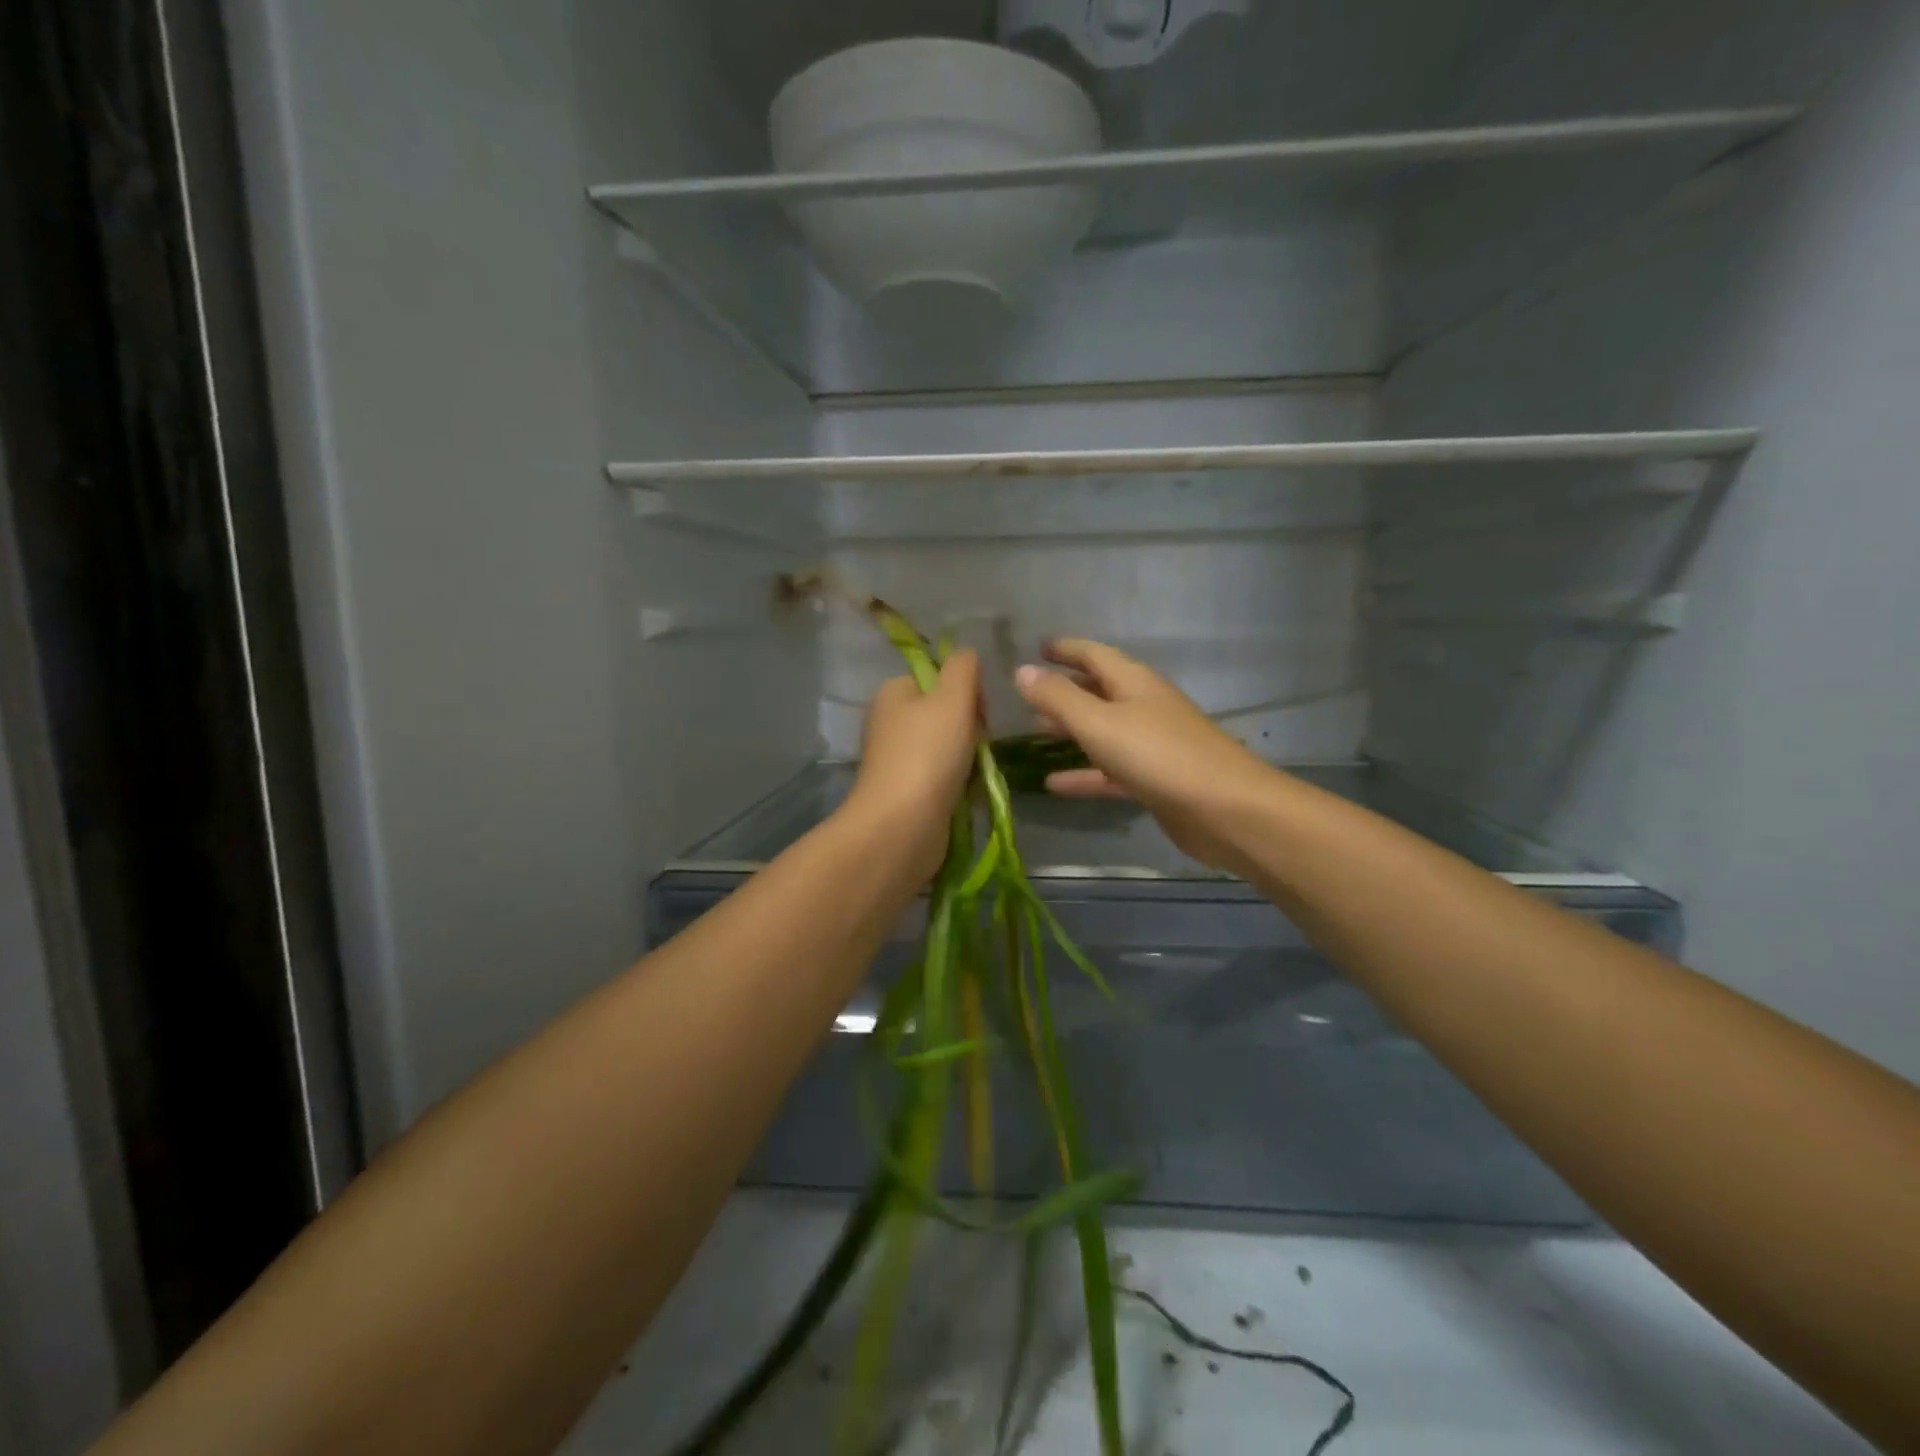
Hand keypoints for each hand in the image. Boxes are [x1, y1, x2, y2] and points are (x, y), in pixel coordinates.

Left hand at [844, 649, 980, 880]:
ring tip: (976, 776)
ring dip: (972, 760)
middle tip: (979, 747)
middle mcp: (891, 722)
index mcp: (894, 693)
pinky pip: (945, 779)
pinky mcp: (907, 792)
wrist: (903, 826)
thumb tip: (967, 654)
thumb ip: (963, 667)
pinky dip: (961, 786)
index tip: (981, 713)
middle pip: (947, 714)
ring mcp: (898, 760)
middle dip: (972, 730)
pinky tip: (969, 796)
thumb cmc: (928, 754)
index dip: (967, 692)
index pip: (939, 677)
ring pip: (950, 748)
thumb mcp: (953, 697)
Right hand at [1014, 639, 1279, 873]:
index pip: (1094, 654)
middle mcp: (1143, 707)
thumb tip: (1022, 670)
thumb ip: (1059, 698)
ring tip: (1034, 732)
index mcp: (1133, 683)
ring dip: (1072, 730)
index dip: (1065, 649)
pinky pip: (1110, 770)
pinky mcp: (1154, 781)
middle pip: (1099, 690)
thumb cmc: (1159, 756)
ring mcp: (1151, 745)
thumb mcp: (1099, 723)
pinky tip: (1054, 784)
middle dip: (1066, 689)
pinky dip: (1084, 774)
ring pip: (1103, 731)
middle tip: (1029, 693)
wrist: (1225, 810)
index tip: (1038, 647)